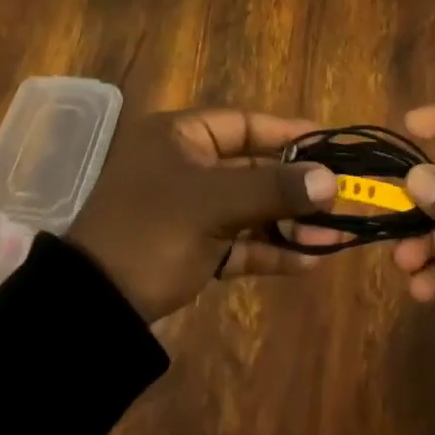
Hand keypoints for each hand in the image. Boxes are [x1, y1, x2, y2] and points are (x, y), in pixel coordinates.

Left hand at [67, 108, 336, 321]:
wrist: (92, 310)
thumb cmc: (151, 232)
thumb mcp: (212, 204)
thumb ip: (272, 189)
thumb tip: (330, 178)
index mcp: (181, 136)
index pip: (245, 124)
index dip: (289, 132)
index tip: (331, 143)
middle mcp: (186, 165)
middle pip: (252, 167)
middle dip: (296, 186)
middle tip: (341, 198)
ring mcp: (189, 208)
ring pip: (249, 207)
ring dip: (289, 222)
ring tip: (335, 237)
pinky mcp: (192, 247)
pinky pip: (239, 240)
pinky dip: (269, 249)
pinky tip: (309, 262)